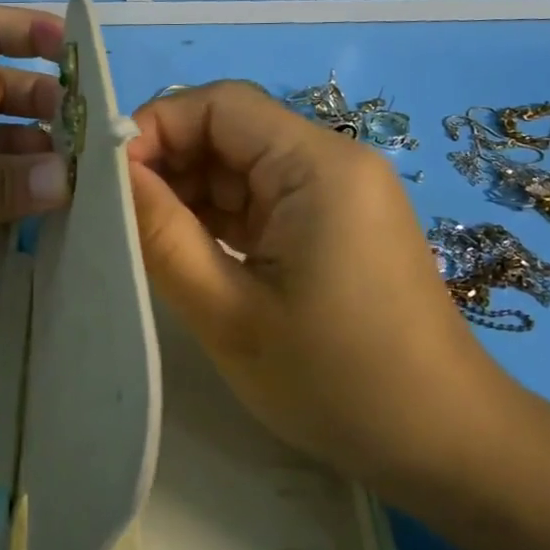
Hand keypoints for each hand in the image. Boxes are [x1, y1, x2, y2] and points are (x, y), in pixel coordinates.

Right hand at [126, 81, 522, 505]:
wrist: (444, 446)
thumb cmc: (336, 381)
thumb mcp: (228, 312)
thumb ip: (161, 234)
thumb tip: (109, 174)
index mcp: (316, 165)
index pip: (220, 104)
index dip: (155, 127)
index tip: (105, 178)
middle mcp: (332, 161)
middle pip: (230, 130)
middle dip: (168, 162)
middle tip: (116, 214)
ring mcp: (337, 193)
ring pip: (241, 165)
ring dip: (190, 193)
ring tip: (143, 238)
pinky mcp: (335, 223)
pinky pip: (262, 198)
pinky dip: (219, 217)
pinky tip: (187, 250)